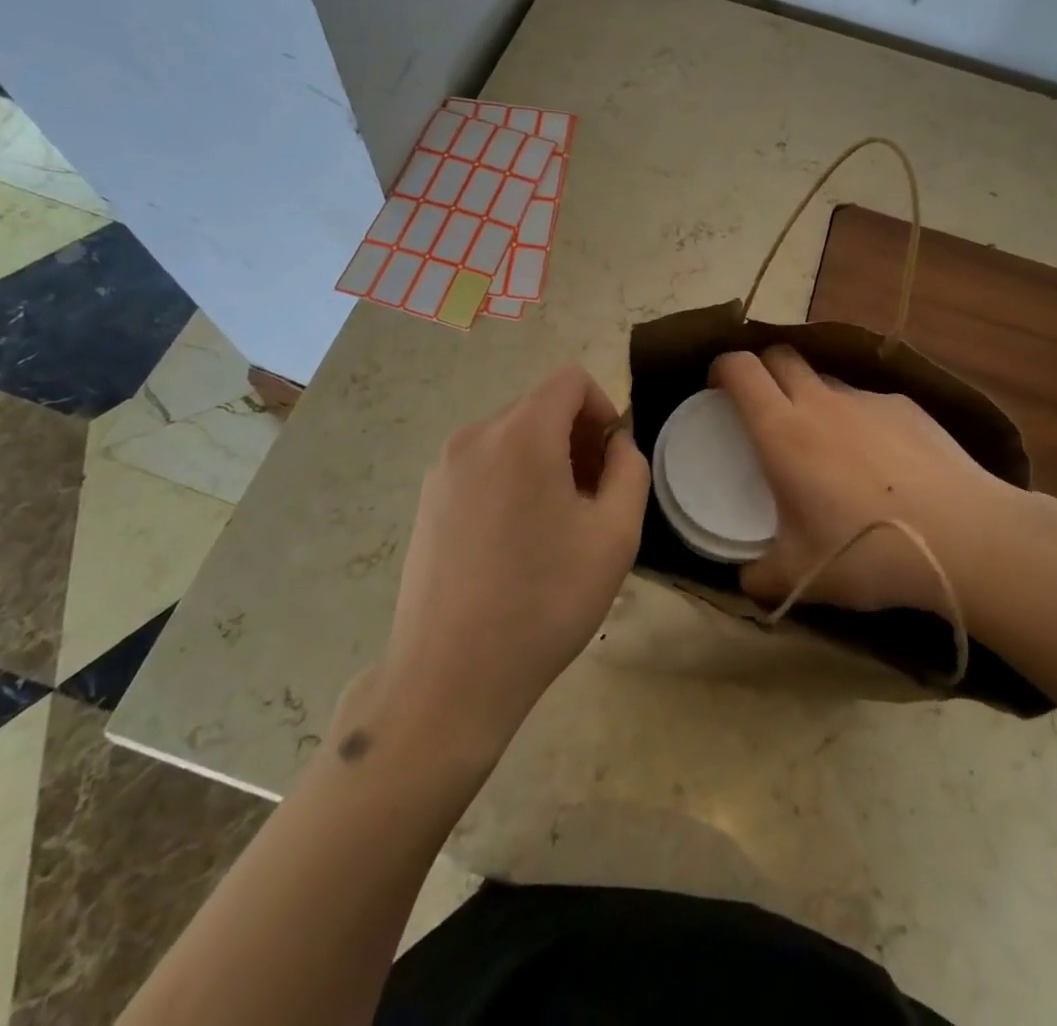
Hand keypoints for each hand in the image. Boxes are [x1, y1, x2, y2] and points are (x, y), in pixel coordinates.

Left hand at [362, 364, 649, 763]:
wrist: (450, 677)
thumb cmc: (545, 601)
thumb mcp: (615, 534)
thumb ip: (629, 469)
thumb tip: (615, 444)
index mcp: (521, 433)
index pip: (571, 380)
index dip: (603, 408)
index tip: (612, 462)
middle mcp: (475, 436)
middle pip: (540, 407)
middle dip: (577, 439)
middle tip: (593, 500)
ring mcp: (443, 468)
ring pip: (511, 437)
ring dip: (546, 461)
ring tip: (556, 527)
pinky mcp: (426, 499)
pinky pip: (483, 465)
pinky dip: (512, 479)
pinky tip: (517, 542)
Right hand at [711, 346, 1056, 614]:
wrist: (966, 539)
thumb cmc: (867, 551)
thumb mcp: (801, 577)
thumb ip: (762, 578)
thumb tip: (746, 582)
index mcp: (783, 432)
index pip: (741, 369)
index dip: (721, 368)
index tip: (716, 388)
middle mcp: (821, 403)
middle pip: (781, 355)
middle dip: (762, 368)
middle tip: (761, 405)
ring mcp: (868, 401)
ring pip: (825, 379)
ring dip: (811, 396)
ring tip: (823, 441)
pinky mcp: (908, 408)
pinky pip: (868, 401)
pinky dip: (857, 418)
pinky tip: (879, 460)